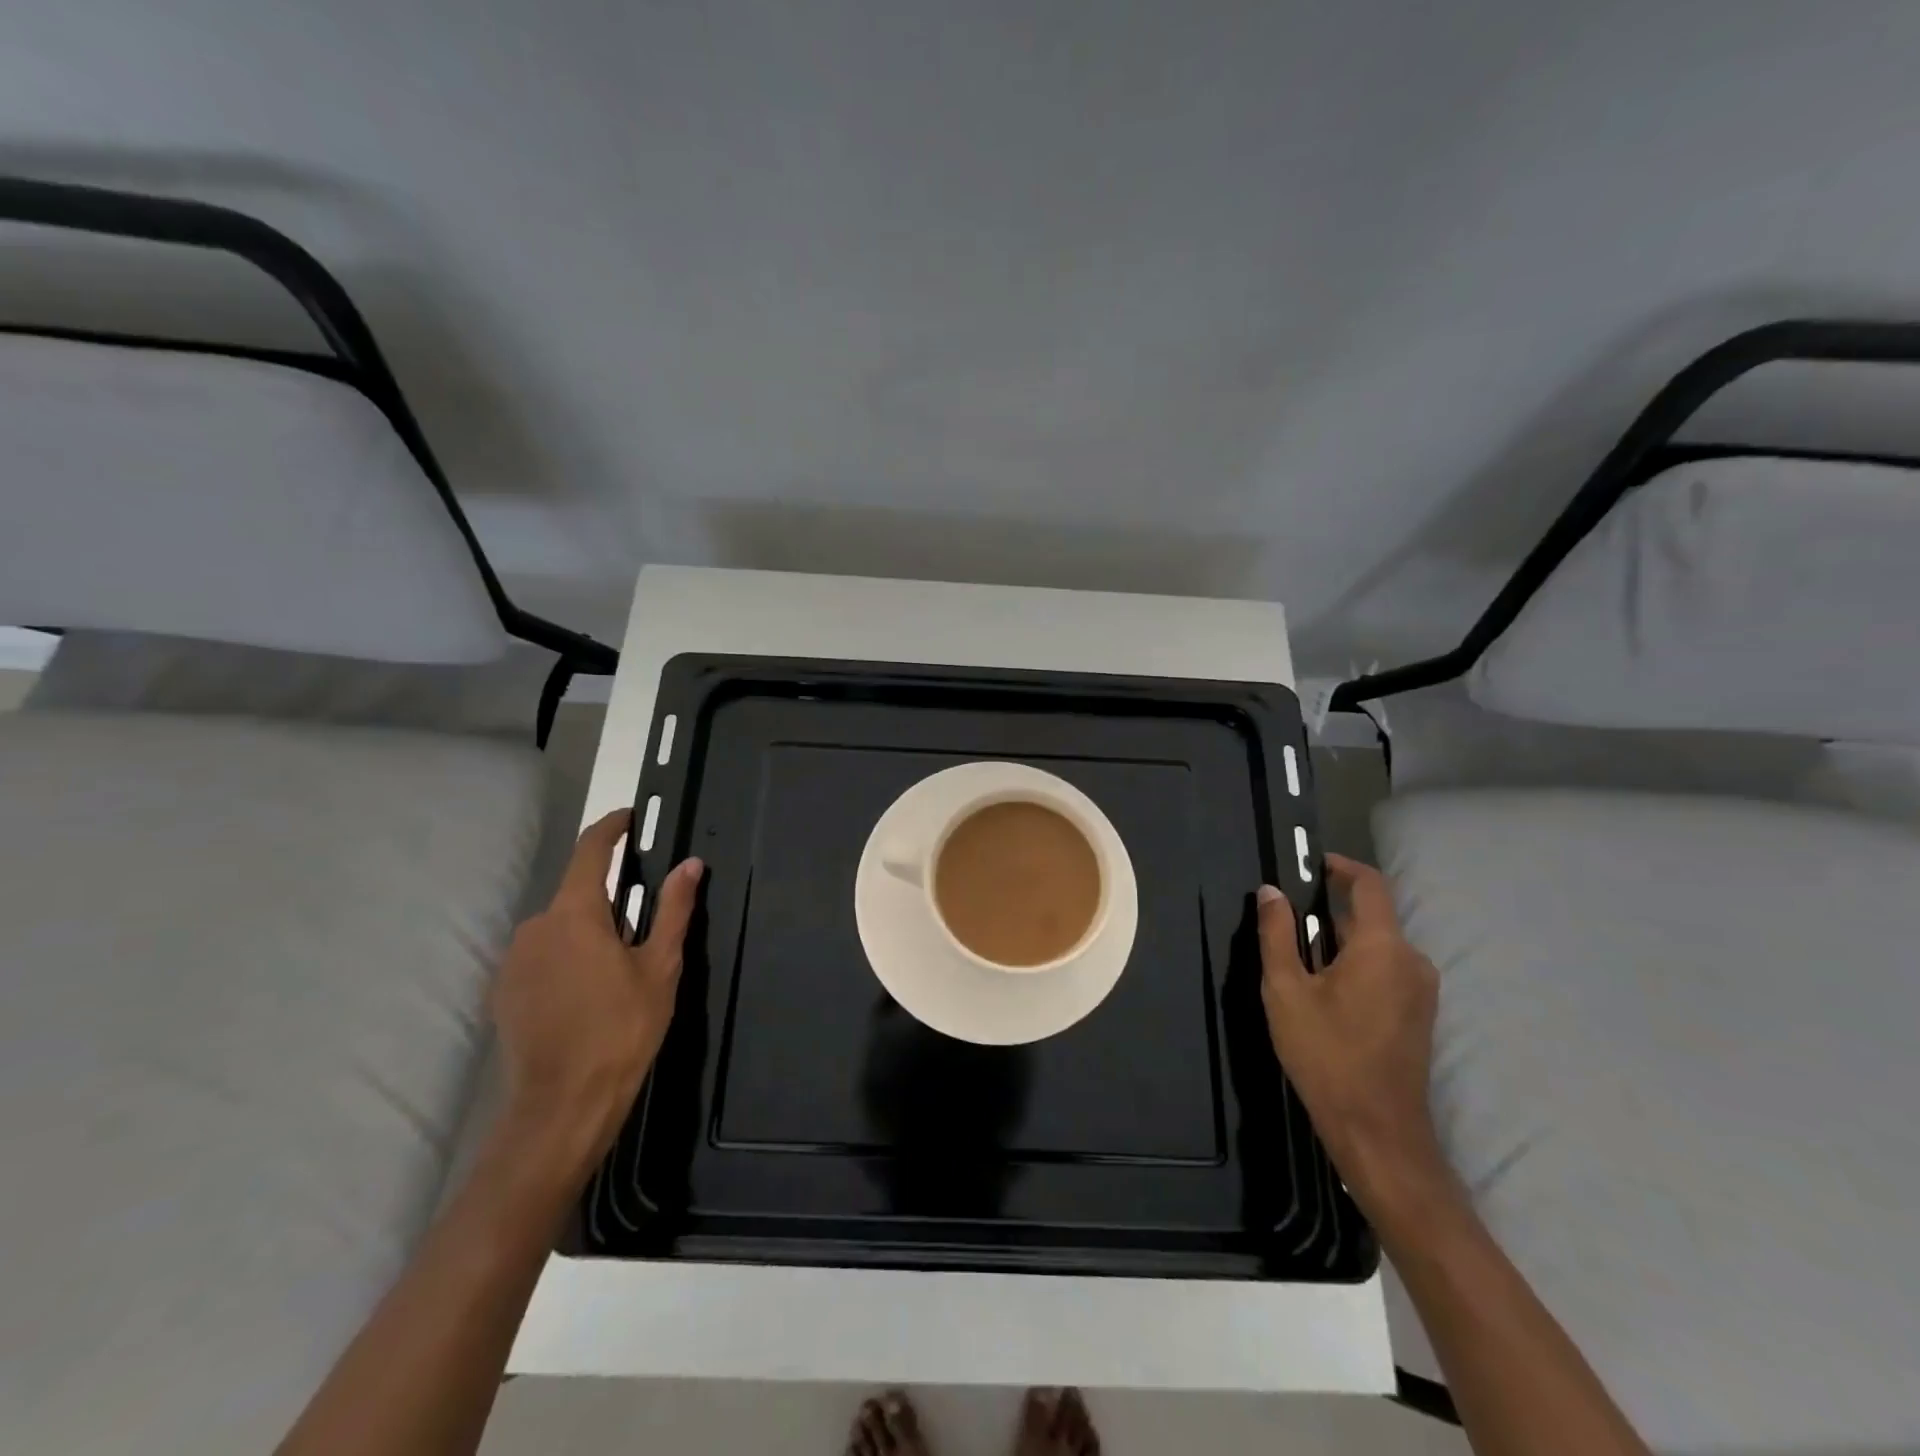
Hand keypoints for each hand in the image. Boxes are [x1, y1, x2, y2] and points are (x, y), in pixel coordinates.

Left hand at [490, 810, 702, 1177]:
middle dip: (608, 900)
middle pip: (576, 894)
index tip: (630, 818)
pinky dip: (565, 959)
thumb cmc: (622, 1028)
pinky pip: (541, 956)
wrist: (562, 1104)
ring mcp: (513, 959)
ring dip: (586, 933)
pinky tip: (585, 996)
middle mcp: (535, 926)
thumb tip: (690, 864)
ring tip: (615, 973)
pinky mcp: (503, 990)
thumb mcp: (660, 966)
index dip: (611, 828)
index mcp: (575, 913)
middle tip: (642, 933)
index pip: (590, 850)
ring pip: (558, 927)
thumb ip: (674, 909)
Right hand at [1256, 854, 1451, 1213]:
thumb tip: (1271, 892)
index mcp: (1383, 947)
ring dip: (1340, 942)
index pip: (1370, 884)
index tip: (1309, 863)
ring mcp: (1422, 989)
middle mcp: (1412, 960)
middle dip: (1329, 912)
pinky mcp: (1420, 1014)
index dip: (1340, 866)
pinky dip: (1356, 965)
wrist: (1378, 1131)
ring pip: (1377, 946)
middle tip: (1286, 923)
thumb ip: (1277, 935)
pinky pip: (1386, 970)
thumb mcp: (1286, 990)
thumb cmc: (1326, 1055)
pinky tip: (1326, 993)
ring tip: (1299, 962)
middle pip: (1370, 917)